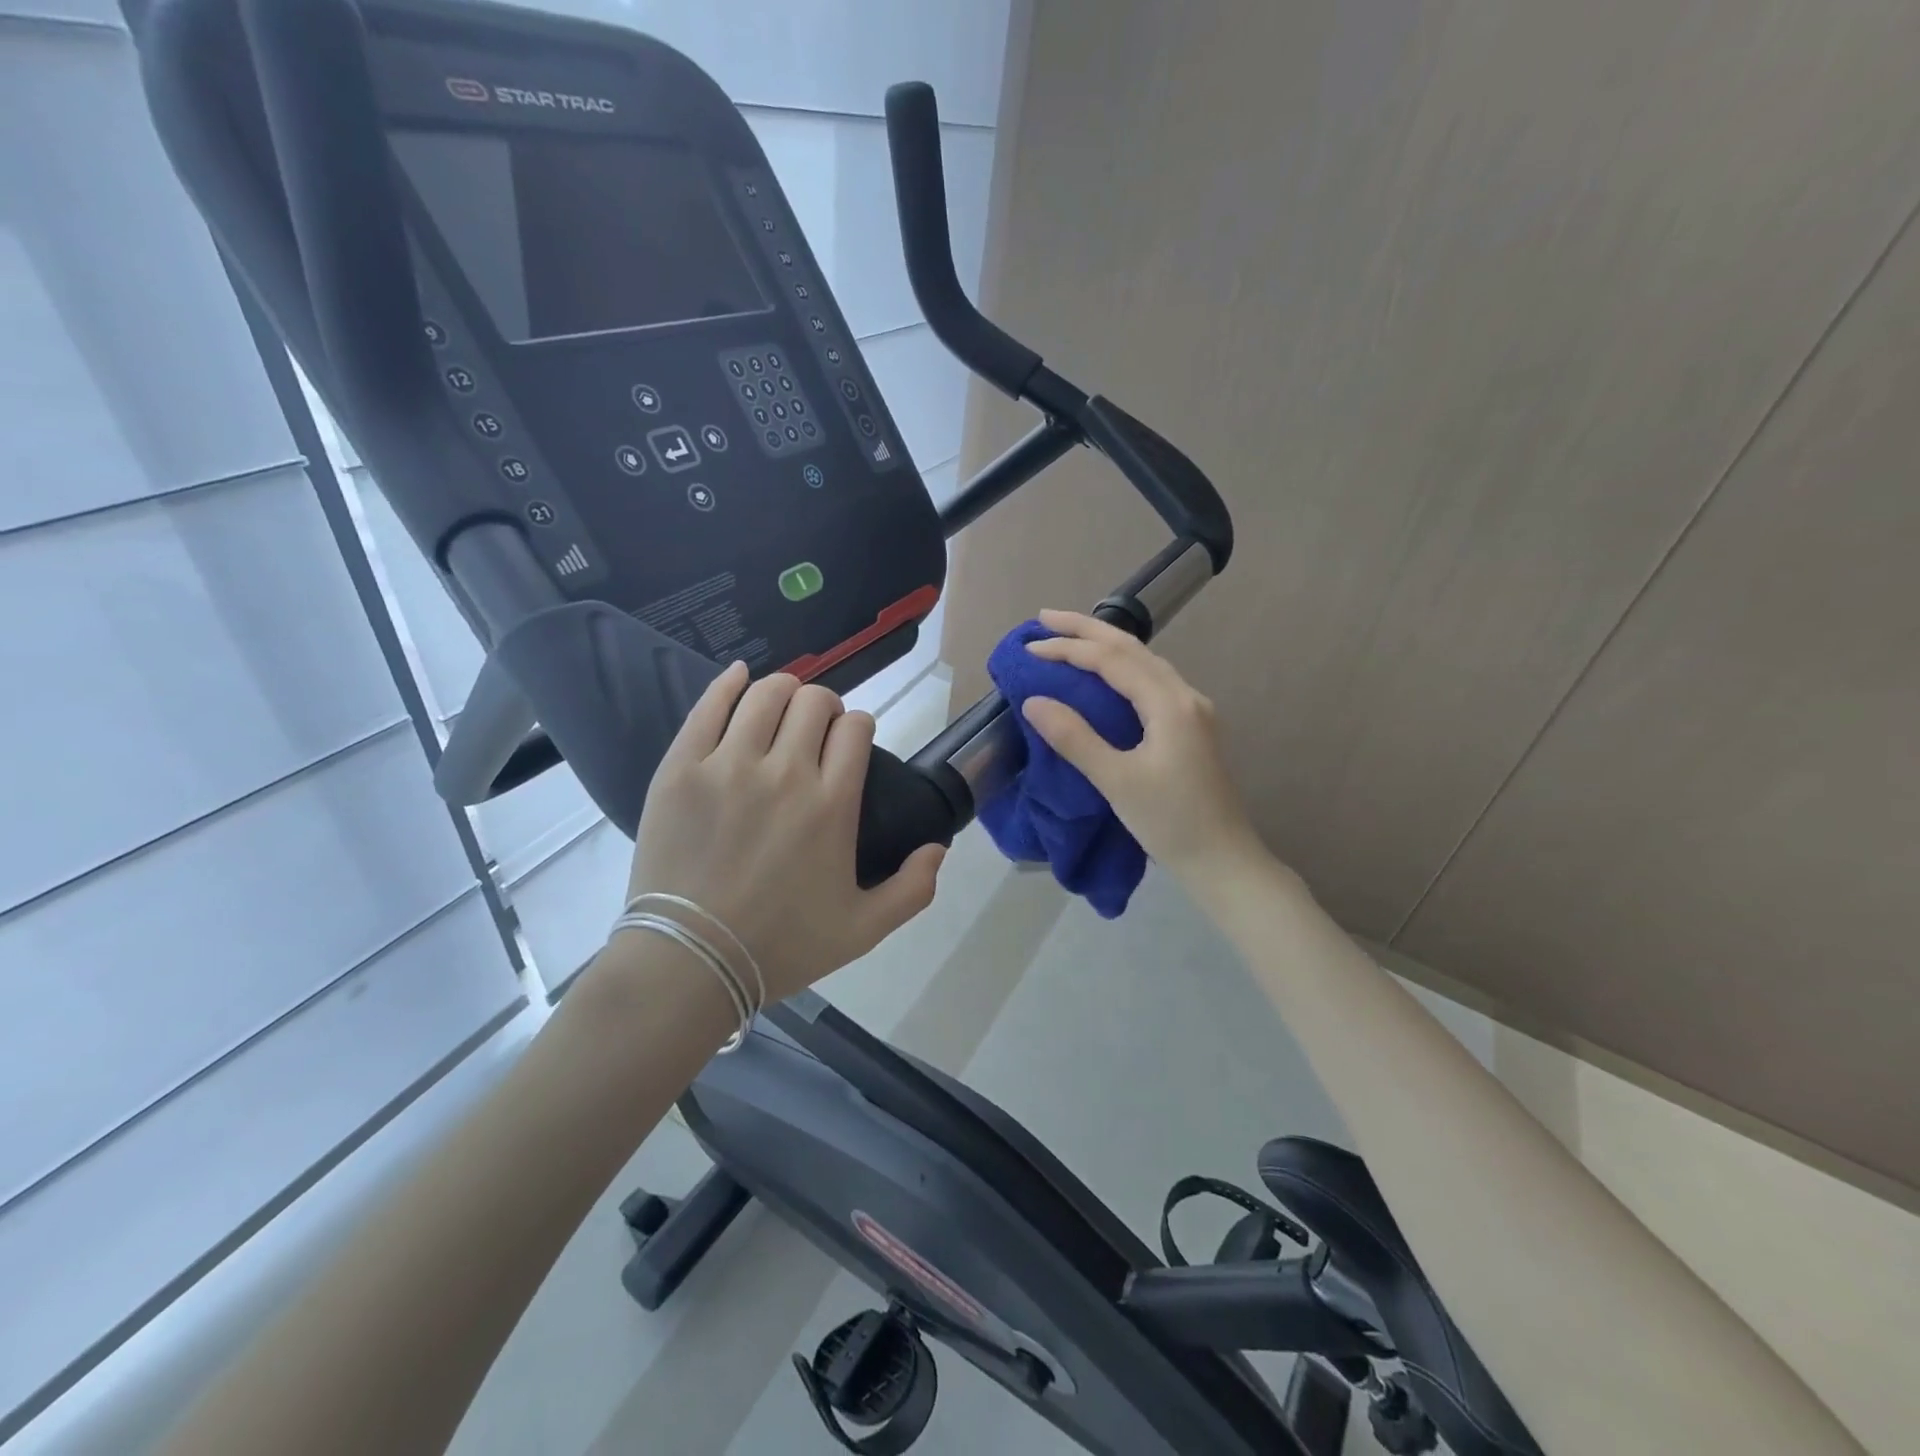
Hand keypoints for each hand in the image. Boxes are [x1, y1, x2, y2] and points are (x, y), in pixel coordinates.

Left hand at [624, 663, 945, 1001]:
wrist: (689, 962)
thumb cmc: (780, 947)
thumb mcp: (864, 930)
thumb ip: (913, 890)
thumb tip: (939, 847)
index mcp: (832, 805)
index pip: (856, 728)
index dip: (858, 726)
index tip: (850, 742)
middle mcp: (785, 772)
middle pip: (814, 700)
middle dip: (824, 706)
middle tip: (815, 730)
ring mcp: (729, 765)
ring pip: (766, 694)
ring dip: (783, 690)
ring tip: (781, 708)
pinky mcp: (682, 768)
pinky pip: (708, 706)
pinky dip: (729, 683)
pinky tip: (739, 677)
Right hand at [1021, 610, 1262, 881]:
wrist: (1223, 860)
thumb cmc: (1170, 822)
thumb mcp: (1117, 782)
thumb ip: (1075, 738)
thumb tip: (1034, 701)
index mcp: (1170, 704)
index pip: (1112, 661)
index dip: (1069, 649)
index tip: (1030, 648)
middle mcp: (1185, 697)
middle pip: (1133, 648)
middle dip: (1087, 629)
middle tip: (1044, 618)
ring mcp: (1192, 711)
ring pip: (1145, 662)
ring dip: (1106, 644)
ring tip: (1069, 637)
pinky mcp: (1190, 728)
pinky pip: (1151, 681)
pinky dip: (1121, 667)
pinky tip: (1106, 674)